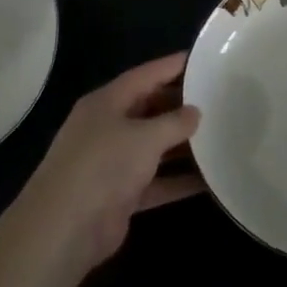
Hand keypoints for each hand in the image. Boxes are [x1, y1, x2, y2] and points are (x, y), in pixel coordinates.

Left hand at [16, 53, 204, 271]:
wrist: (65, 228)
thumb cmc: (104, 166)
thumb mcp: (144, 137)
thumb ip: (174, 122)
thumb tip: (194, 112)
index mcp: (106, 103)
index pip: (144, 76)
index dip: (171, 66)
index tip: (202, 59)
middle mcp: (107, 128)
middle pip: (149, 109)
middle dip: (180, 106)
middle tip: (217, 100)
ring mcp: (112, 163)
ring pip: (153, 147)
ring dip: (182, 146)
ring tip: (220, 136)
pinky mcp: (120, 195)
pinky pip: (156, 182)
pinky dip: (178, 181)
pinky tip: (210, 181)